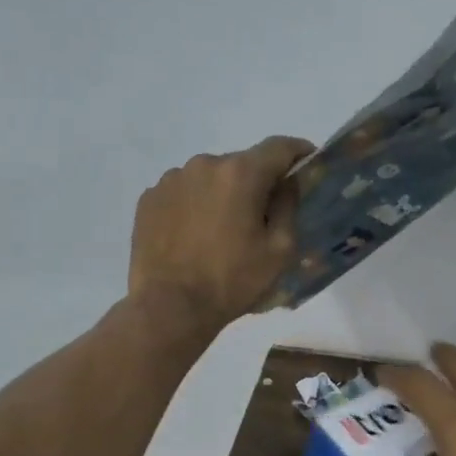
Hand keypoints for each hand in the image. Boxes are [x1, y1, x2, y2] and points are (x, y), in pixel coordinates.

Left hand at [128, 136, 314, 331]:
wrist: (169, 307)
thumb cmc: (232, 281)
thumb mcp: (279, 250)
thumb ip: (288, 207)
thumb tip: (286, 184)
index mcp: (240, 173)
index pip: (278, 147)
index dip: (298, 152)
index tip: (307, 162)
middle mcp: (204, 164)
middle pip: (241, 164)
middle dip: (255, 183)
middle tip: (260, 217)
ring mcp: (171, 180)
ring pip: (208, 179)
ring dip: (220, 195)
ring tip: (220, 231)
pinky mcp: (148, 199)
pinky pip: (182, 194)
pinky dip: (193, 206)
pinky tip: (192, 237)